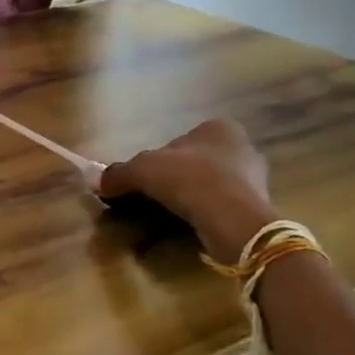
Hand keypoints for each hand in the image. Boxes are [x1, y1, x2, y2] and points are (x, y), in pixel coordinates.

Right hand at [100, 120, 276, 263]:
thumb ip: (119, 173)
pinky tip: (194, 227)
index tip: (145, 180)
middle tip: (156, 198)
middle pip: (196, 162)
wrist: (234, 220)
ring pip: (211, 185)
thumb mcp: (143, 170)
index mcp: (218, 127)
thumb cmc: (189, 180)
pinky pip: (223, 208)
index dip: (158, 159)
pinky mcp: (258, 208)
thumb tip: (95, 181)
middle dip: (177, 179)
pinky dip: (207, 215)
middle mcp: (242, 147)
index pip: (179, 140)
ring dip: (192, 198)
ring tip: (173, 216)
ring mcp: (255, 179)